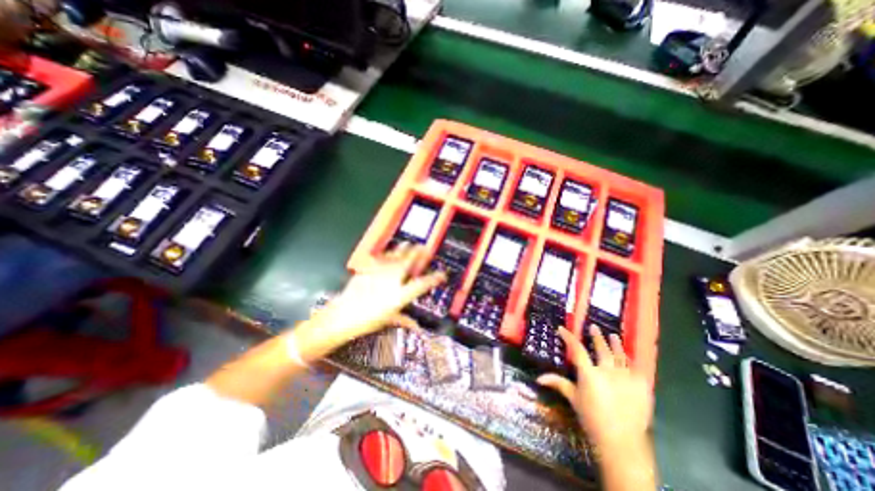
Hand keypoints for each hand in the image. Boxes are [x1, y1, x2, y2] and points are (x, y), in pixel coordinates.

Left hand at [294, 244, 445, 358]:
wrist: (342, 315)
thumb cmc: (367, 321)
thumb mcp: (388, 320)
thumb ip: (405, 320)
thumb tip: (417, 327)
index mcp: (400, 295)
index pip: (422, 284)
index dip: (434, 278)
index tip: (442, 274)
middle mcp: (392, 280)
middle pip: (409, 262)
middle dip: (419, 253)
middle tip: (425, 248)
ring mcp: (380, 272)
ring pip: (395, 256)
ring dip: (404, 249)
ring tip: (410, 243)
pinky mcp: (369, 269)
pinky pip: (381, 259)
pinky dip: (387, 254)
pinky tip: (390, 252)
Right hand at [538, 325, 651, 452]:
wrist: (622, 442)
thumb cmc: (592, 419)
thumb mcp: (573, 399)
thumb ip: (558, 384)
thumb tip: (538, 378)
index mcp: (589, 374)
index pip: (577, 349)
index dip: (568, 337)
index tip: (562, 329)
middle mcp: (607, 371)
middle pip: (601, 348)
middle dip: (596, 336)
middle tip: (593, 327)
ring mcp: (626, 377)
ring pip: (620, 355)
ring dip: (616, 344)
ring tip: (613, 335)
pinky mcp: (641, 385)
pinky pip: (636, 368)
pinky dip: (631, 360)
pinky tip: (629, 356)